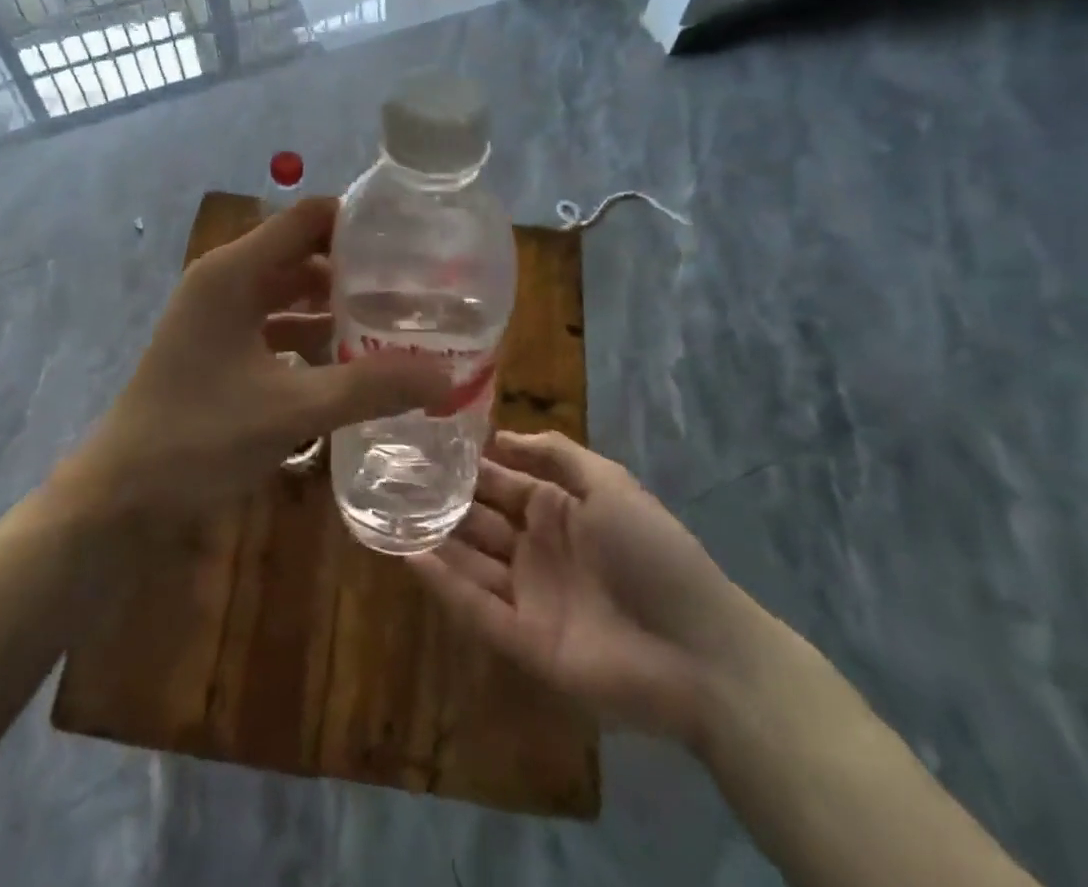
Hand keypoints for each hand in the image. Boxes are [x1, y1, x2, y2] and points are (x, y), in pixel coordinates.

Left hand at [70, 197, 451, 514]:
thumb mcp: (291, 409)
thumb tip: (447, 377)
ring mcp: (219, 315)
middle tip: (416, 289)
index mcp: (234, 271)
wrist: (119, 497)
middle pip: (303, 253)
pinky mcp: (220, 348)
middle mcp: (226, 280)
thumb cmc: (197, 438)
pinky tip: (352, 364)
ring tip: (396, 324)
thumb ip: (370, 388)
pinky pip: (276, 326)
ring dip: (336, 307)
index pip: (308, 218)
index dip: (358, 222)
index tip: (411, 243)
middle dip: (356, 269)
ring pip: (290, 292)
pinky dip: (312, 337)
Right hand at [409, 431, 754, 745]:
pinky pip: (475, 607)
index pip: (502, 482)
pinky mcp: (523, 641)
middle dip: (443, 501)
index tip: (425, 445)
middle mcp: (537, 550)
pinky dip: (443, 583)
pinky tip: (409, 554)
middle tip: (393, 478)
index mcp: (559, 511)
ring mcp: (528, 597)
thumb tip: (499, 436)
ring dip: (434, 539)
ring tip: (388, 512)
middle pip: (479, 521)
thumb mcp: (610, 485)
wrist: (699, 650)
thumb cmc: (654, 553)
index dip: (468, 467)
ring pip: (470, 561)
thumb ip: (557, 454)